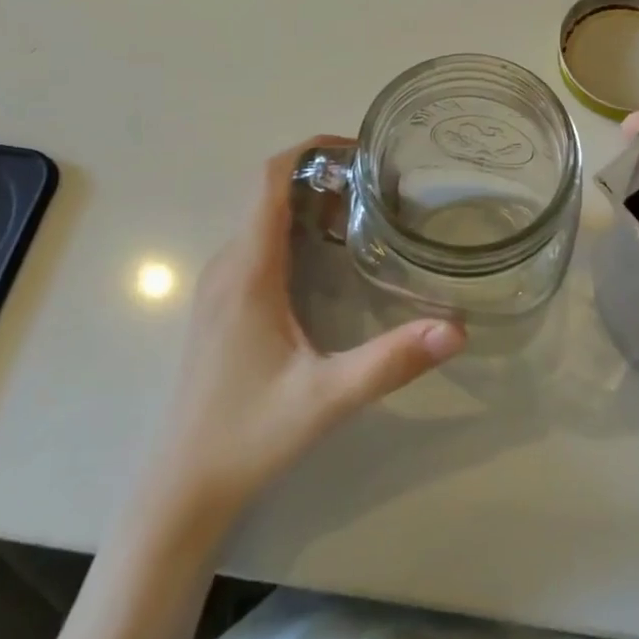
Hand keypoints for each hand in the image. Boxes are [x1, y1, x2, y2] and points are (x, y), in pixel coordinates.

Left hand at [133, 140, 465, 518]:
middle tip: (378, 186)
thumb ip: (391, 361)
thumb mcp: (327, 398)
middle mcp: (227, 265)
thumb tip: (457, 330)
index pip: (269, 180)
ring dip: (308, 203)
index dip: (310, 149)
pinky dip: (294, 230)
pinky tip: (328, 258)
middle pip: (269, 192)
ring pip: (263, 218)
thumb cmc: (248, 436)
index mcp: (248, 270)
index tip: (359, 149)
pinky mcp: (220, 305)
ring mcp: (219, 286)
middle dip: (322, 175)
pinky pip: (256, 244)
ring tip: (364, 213)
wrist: (181, 490)